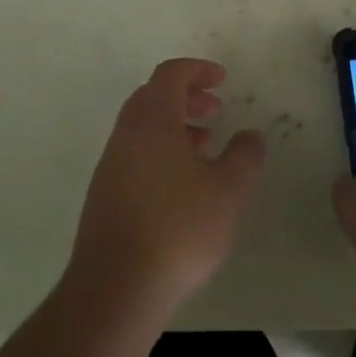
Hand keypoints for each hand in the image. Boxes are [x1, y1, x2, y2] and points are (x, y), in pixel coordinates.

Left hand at [66, 58, 265, 315]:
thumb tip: (250, 136)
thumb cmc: (178, 227)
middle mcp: (126, 133)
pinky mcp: (104, 194)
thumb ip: (245, 156)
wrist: (115, 287)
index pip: (171, 74)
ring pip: (144, 128)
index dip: (198, 69)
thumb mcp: (228, 191)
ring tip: (205, 146)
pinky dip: (160, 151)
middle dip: (186, 97)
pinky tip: (182, 185)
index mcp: (152, 119)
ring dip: (174, 126)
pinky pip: (136, 154)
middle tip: (214, 109)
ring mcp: (111, 164)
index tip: (222, 80)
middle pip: (153, 96)